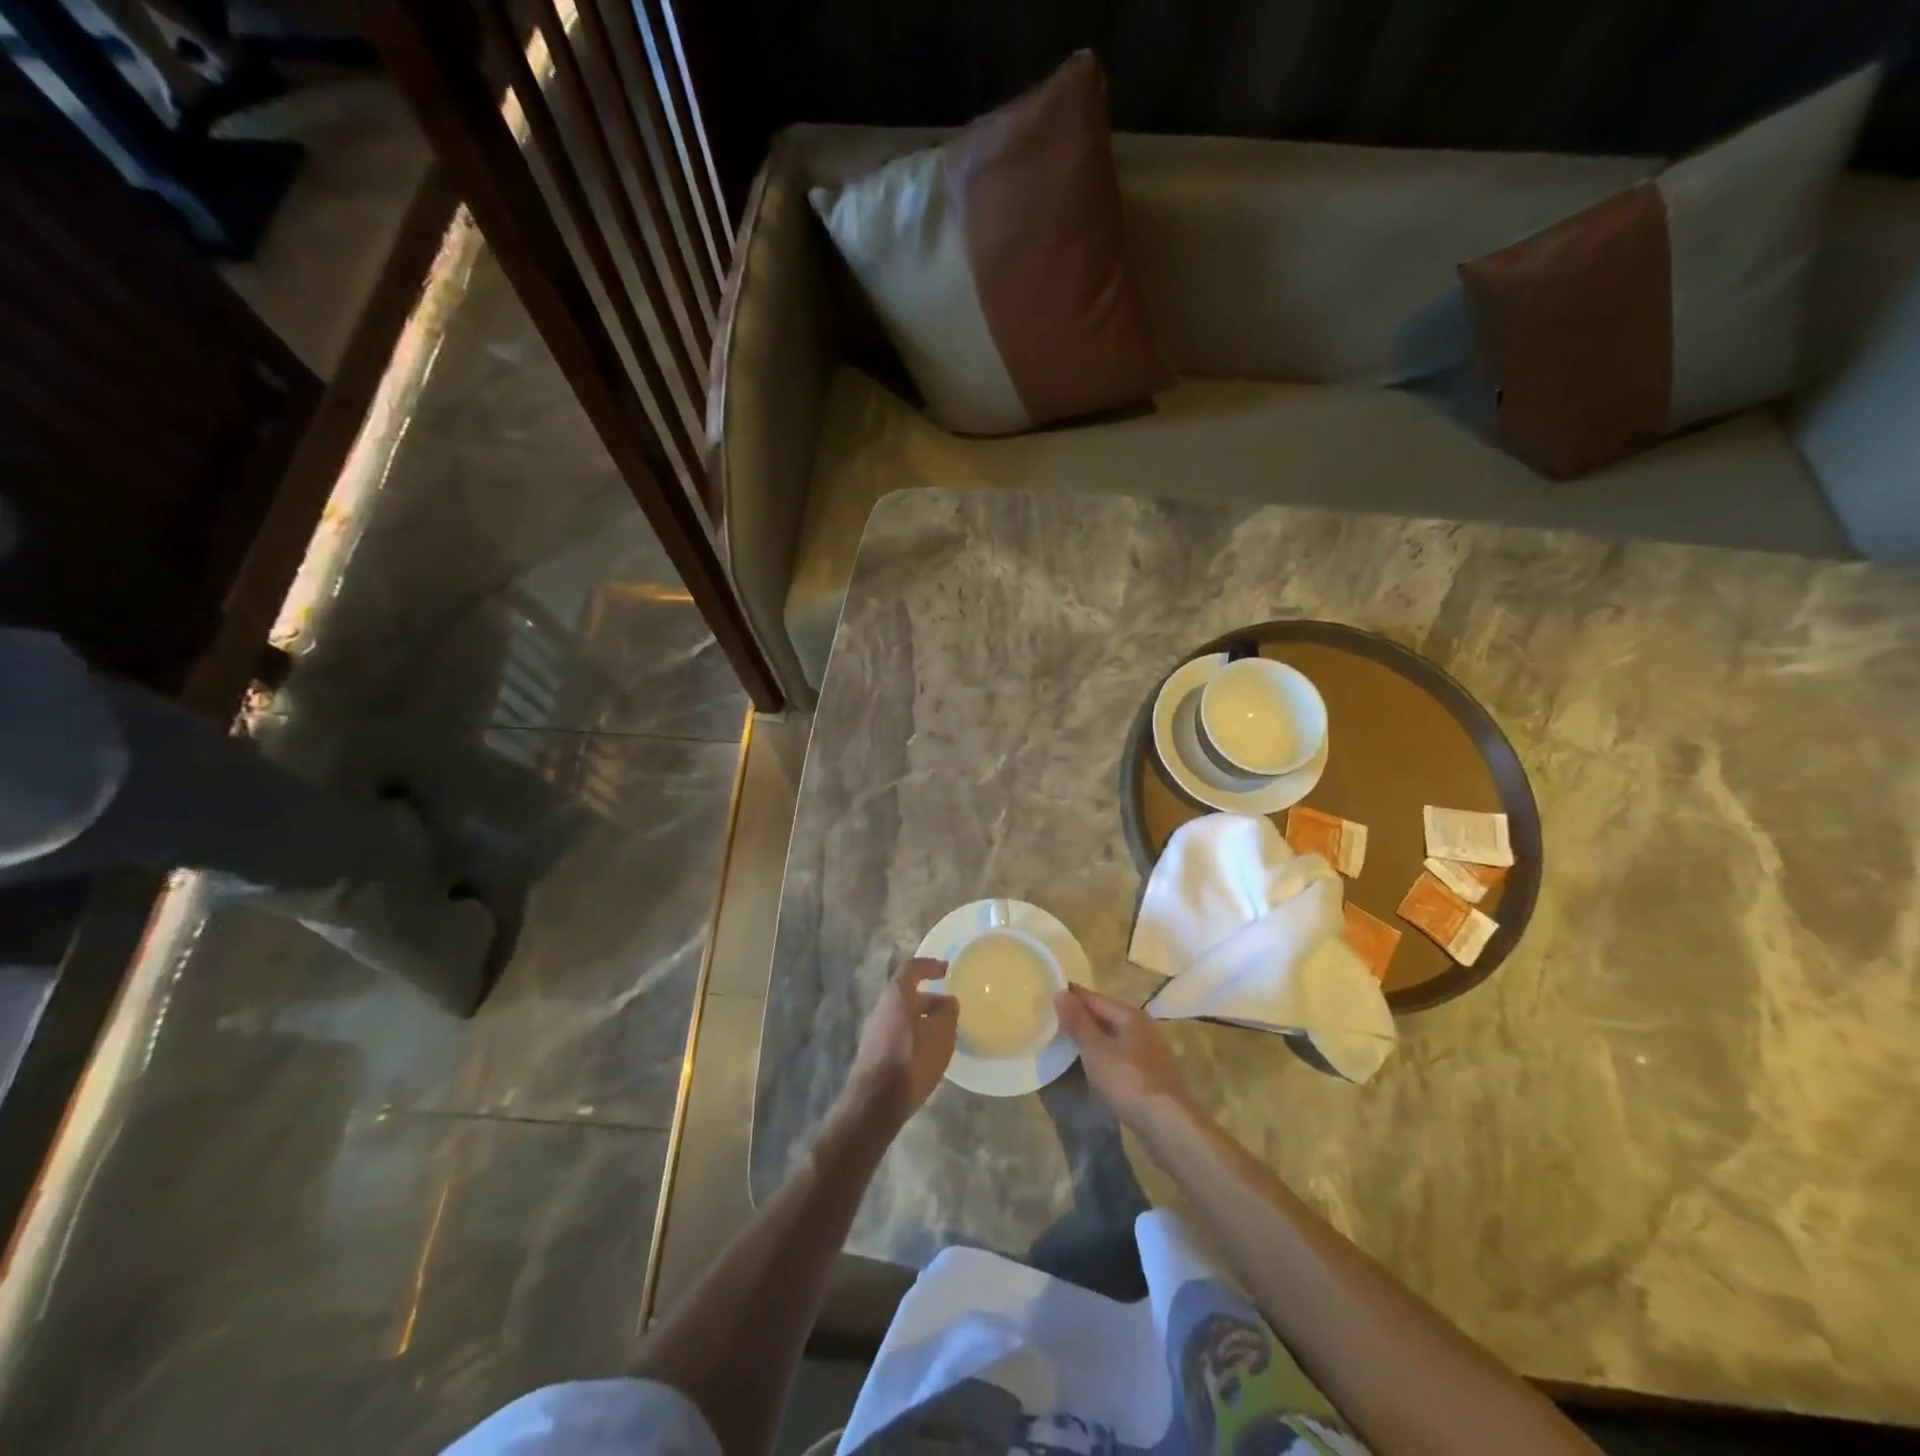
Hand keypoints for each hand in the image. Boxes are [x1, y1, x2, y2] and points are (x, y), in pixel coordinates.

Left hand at [841, 958, 958, 1135]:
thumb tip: (948, 1001)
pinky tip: (928, 1053)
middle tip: (950, 1006)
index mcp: (896, 996)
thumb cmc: (912, 1061)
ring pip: (903, 1016)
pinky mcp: (874, 1054)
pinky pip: (898, 1034)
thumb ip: (947, 1012)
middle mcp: (881, 1009)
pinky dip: (914, 1035)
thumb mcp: (941, 1034)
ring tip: (944, 1032)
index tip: (947, 969)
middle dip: (929, 997)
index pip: (912, 968)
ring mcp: (874, 1032)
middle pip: (907, 994)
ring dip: (923, 1018)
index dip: (930, 965)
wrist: (875, 1104)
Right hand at [1055, 986, 1202, 1137]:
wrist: (1169, 1124)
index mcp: (1130, 1015)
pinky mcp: (1153, 1074)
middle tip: (1053, 1020)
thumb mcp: (1095, 1050)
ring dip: (1094, 1038)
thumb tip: (1061, 992)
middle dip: (1082, 1017)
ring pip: (1115, 1036)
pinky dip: (1105, 1055)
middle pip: (1106, 1015)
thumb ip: (1078, 1022)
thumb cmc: (1128, 1081)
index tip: (1049, 995)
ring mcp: (1150, 1051)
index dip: (1071, 996)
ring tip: (1068, 1043)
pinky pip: (1122, 1055)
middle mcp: (1143, 1027)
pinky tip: (1095, 1066)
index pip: (1094, 998)